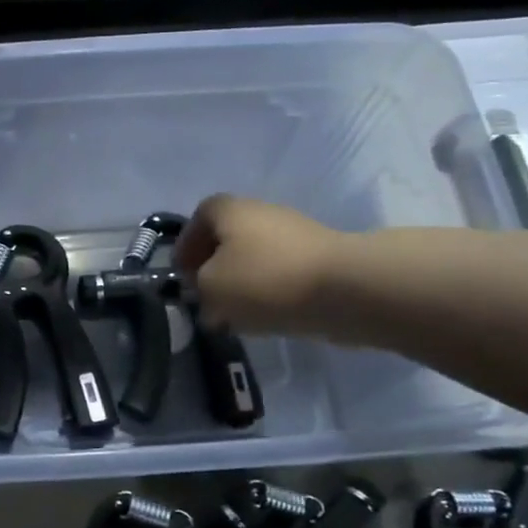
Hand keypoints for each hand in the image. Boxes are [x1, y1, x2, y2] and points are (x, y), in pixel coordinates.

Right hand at [173, 194, 345, 335]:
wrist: (345, 289)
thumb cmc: (264, 279)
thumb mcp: (211, 288)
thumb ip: (199, 290)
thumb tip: (207, 296)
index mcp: (230, 210)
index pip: (199, 217)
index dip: (186, 245)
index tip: (182, 274)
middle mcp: (262, 213)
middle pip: (229, 237)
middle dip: (214, 265)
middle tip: (205, 295)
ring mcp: (295, 235)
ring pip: (256, 257)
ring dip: (241, 281)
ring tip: (234, 314)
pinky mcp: (320, 260)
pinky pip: (282, 274)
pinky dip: (269, 292)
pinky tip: (265, 317)